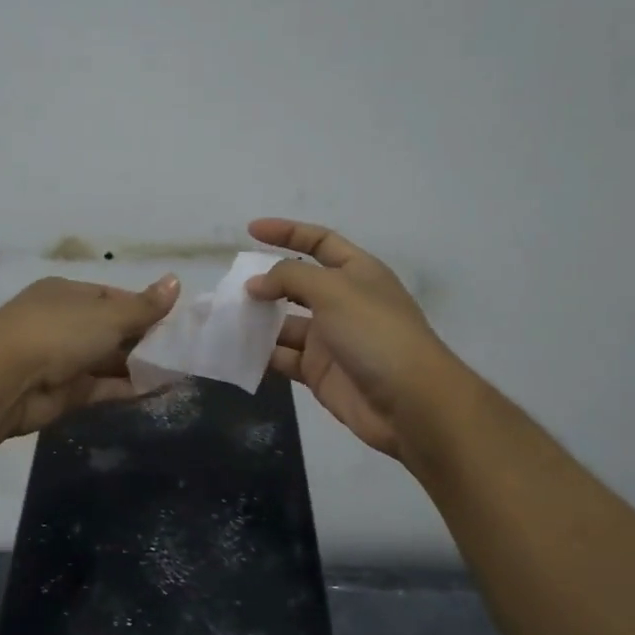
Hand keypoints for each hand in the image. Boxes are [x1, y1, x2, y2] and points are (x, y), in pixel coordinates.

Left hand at [0, 273, 180, 437]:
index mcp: (68, 294)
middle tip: (182, 349)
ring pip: (108, 360)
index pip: (112, 297)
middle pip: (111, 330)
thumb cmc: (57, 332)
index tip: (174, 320)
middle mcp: (64, 323)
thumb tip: (176, 280)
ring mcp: (62, 360)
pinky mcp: (64, 393)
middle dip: (143, 339)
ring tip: (178, 371)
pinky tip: (158, 390)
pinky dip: (127, 388)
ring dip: (138, 366)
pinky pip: (103, 387)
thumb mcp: (107, 315)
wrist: (3, 380)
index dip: (142, 307)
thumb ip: (144, 306)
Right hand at [245, 219, 469, 461]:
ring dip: (257, 321)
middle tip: (230, 287)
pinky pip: (283, 358)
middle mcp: (343, 302)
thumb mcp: (334, 291)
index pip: (320, 241)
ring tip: (223, 319)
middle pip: (297, 284)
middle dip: (265, 283)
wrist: (410, 403)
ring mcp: (331, 340)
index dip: (287, 232)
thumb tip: (255, 284)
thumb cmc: (376, 334)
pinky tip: (235, 351)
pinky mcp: (319, 373)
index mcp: (357, 272)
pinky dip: (261, 355)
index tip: (250, 231)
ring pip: (284, 324)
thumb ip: (290, 277)